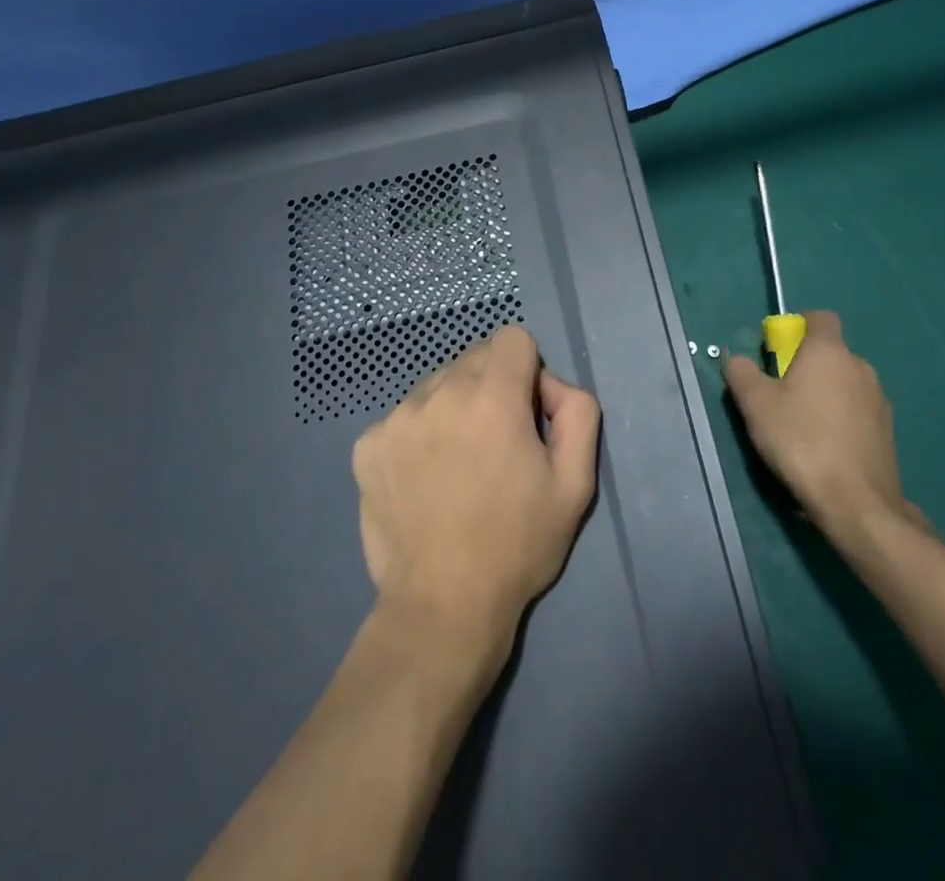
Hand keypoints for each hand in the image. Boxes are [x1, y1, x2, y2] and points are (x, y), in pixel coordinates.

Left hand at [351, 326, 601, 659]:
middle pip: (474, 358)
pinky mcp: (367, 445)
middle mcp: (439, 393)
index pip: (513, 339)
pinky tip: (424, 480)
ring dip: (452, 408)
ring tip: (457, 465)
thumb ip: (577, 412)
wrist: (443, 607)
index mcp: (492, 396)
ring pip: (436, 385)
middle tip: (496, 444)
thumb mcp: (576, 482)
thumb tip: (550, 386)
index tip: (527, 414)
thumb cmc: (517, 544)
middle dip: (491, 387)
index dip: (528, 371)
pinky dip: (418, 436)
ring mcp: (397, 418)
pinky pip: (403, 418)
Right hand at [723, 311, 924, 537]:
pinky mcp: (887, 431)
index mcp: (829, 351)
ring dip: (825, 393)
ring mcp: (879, 400)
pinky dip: (841, 418)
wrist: (856, 502)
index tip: (778, 350)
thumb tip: (738, 360)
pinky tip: (824, 447)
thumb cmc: (801, 440)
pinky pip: (858, 411)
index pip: (820, 318)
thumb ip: (742, 372)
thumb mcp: (755, 404)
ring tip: (801, 425)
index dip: (798, 327)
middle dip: (807, 365)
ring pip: (845, 382)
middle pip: (830, 352)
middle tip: (781, 393)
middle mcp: (860, 367)